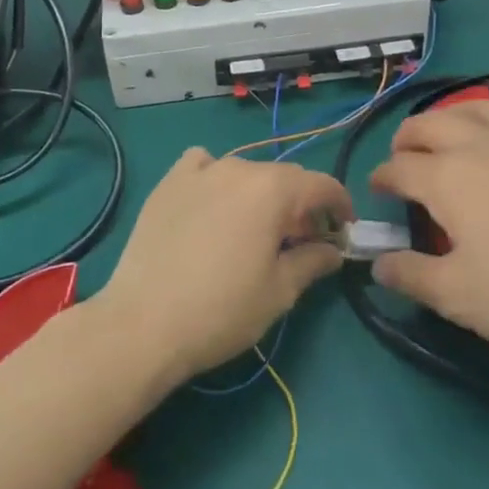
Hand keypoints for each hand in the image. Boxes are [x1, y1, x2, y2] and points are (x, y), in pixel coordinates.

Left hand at [96, 149, 352, 382]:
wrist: (143, 323)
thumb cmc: (222, 310)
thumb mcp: (279, 291)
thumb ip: (313, 261)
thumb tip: (334, 250)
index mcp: (272, 189)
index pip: (320, 184)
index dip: (340, 205)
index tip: (345, 229)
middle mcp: (238, 168)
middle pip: (283, 178)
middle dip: (301, 205)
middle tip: (304, 241)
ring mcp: (199, 172)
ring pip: (245, 172)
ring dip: (261, 194)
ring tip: (256, 228)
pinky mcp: (168, 183)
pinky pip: (202, 165)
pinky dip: (216, 177)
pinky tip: (211, 203)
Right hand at [368, 74, 488, 376]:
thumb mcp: (457, 296)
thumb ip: (410, 275)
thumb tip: (378, 264)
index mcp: (448, 179)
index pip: (400, 169)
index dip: (382, 178)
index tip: (376, 191)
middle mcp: (483, 149)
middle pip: (434, 126)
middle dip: (410, 136)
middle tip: (402, 156)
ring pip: (485, 110)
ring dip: (458, 112)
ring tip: (448, 126)